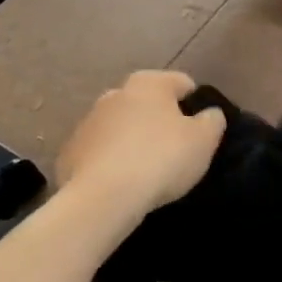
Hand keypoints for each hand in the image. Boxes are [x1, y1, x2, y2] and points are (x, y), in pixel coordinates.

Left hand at [56, 71, 225, 220]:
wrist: (102, 199)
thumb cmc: (161, 159)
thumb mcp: (205, 140)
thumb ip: (213, 119)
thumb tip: (208, 114)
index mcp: (149, 83)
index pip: (183, 84)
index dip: (197, 105)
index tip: (201, 131)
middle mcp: (116, 93)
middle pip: (148, 103)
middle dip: (161, 120)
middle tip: (176, 149)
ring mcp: (88, 122)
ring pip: (122, 126)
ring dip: (134, 139)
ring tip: (148, 170)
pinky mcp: (69, 151)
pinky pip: (100, 151)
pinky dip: (112, 160)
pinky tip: (122, 182)